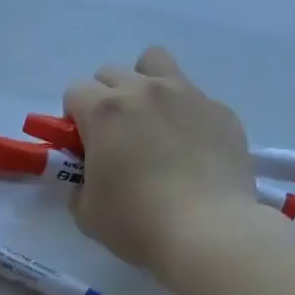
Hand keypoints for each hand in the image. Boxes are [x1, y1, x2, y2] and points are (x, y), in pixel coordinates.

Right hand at [64, 47, 258, 272]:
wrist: (208, 231)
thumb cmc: (137, 222)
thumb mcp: (87, 212)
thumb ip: (80, 185)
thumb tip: (90, 176)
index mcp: (104, 111)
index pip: (75, 92)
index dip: (74, 120)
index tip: (84, 148)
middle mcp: (144, 90)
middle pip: (112, 74)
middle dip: (105, 100)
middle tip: (115, 139)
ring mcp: (187, 95)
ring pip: (156, 64)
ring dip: (145, 86)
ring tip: (152, 124)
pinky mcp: (221, 110)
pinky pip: (194, 98)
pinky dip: (184, 115)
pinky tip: (191, 150)